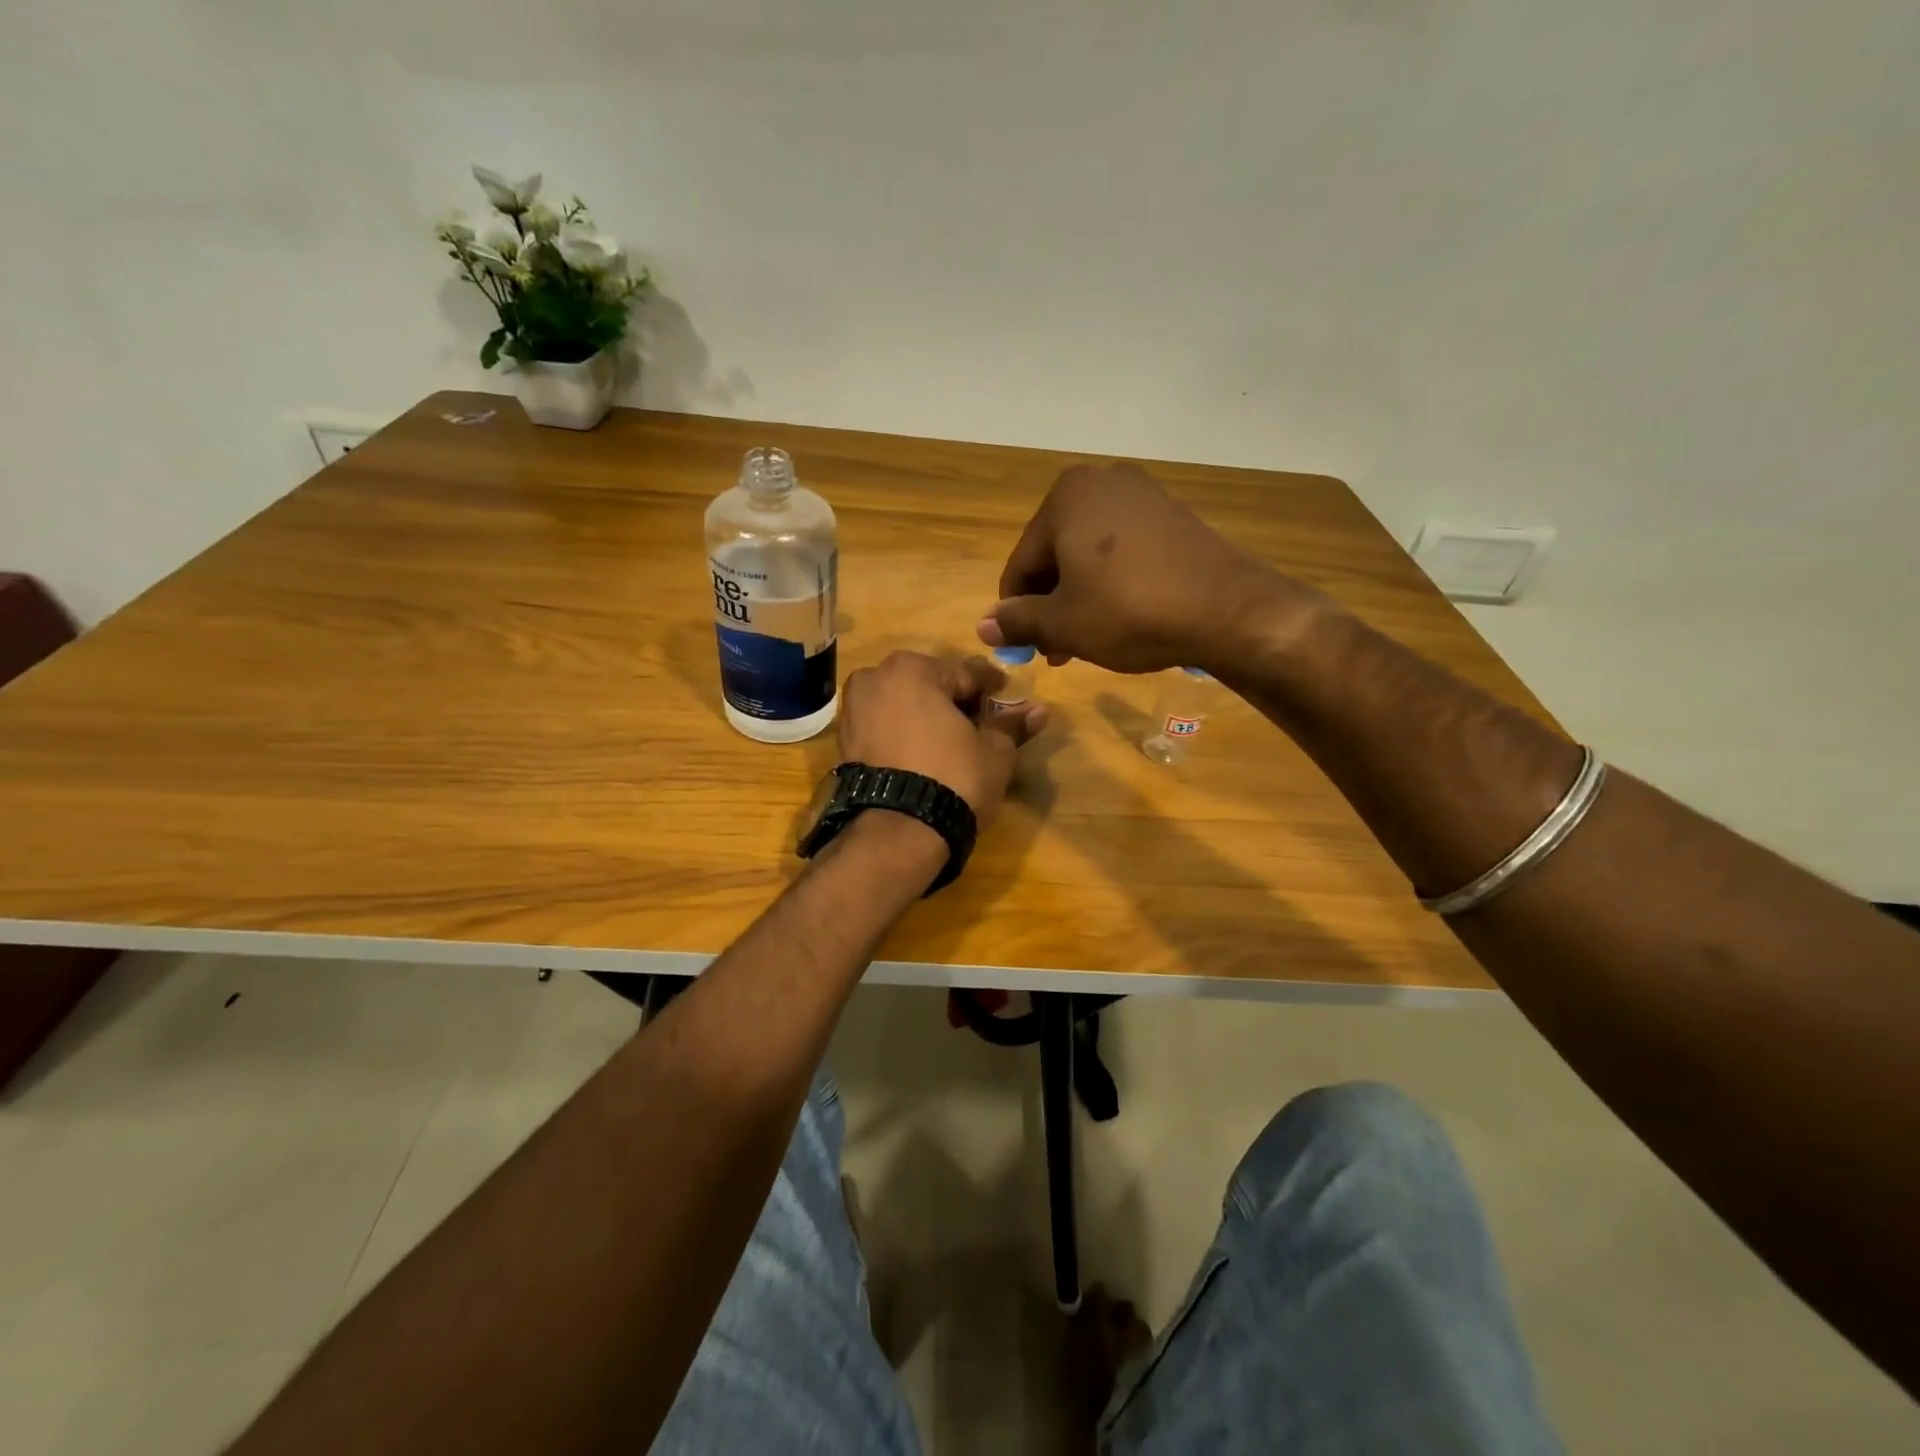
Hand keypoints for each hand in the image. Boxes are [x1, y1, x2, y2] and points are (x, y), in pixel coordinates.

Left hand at [837, 651, 1047, 827]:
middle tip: (981, 725)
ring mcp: (854, 709)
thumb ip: (1012, 725)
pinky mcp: (844, 741)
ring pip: (904, 705)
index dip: (992, 686)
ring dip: (928, 717)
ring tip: (954, 743)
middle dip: (956, 701)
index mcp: (912, 669)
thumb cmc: (953, 778)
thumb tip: (1039, 710)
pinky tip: (925, 755)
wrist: (897, 831)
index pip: (966, 672)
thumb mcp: (994, 751)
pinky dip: (904, 734)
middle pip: (930, 685)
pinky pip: (884, 727)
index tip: (1009, 698)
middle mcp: (875, 678)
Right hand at [977, 463, 1327, 674]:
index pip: (1022, 563)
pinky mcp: (1173, 516)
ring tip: (1086, 642)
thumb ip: (1018, 622)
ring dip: (1079, 600)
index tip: (1023, 648)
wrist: (1227, 610)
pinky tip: (1120, 619)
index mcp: (1066, 497)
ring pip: (1090, 557)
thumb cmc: (1129, 611)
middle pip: (1056, 556)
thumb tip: (984, 627)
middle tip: (1057, 650)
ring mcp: (1143, 495)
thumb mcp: (1064, 624)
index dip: (1016, 611)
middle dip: (1051, 606)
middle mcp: (1102, 482)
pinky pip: (1124, 552)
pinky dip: (1112, 584)